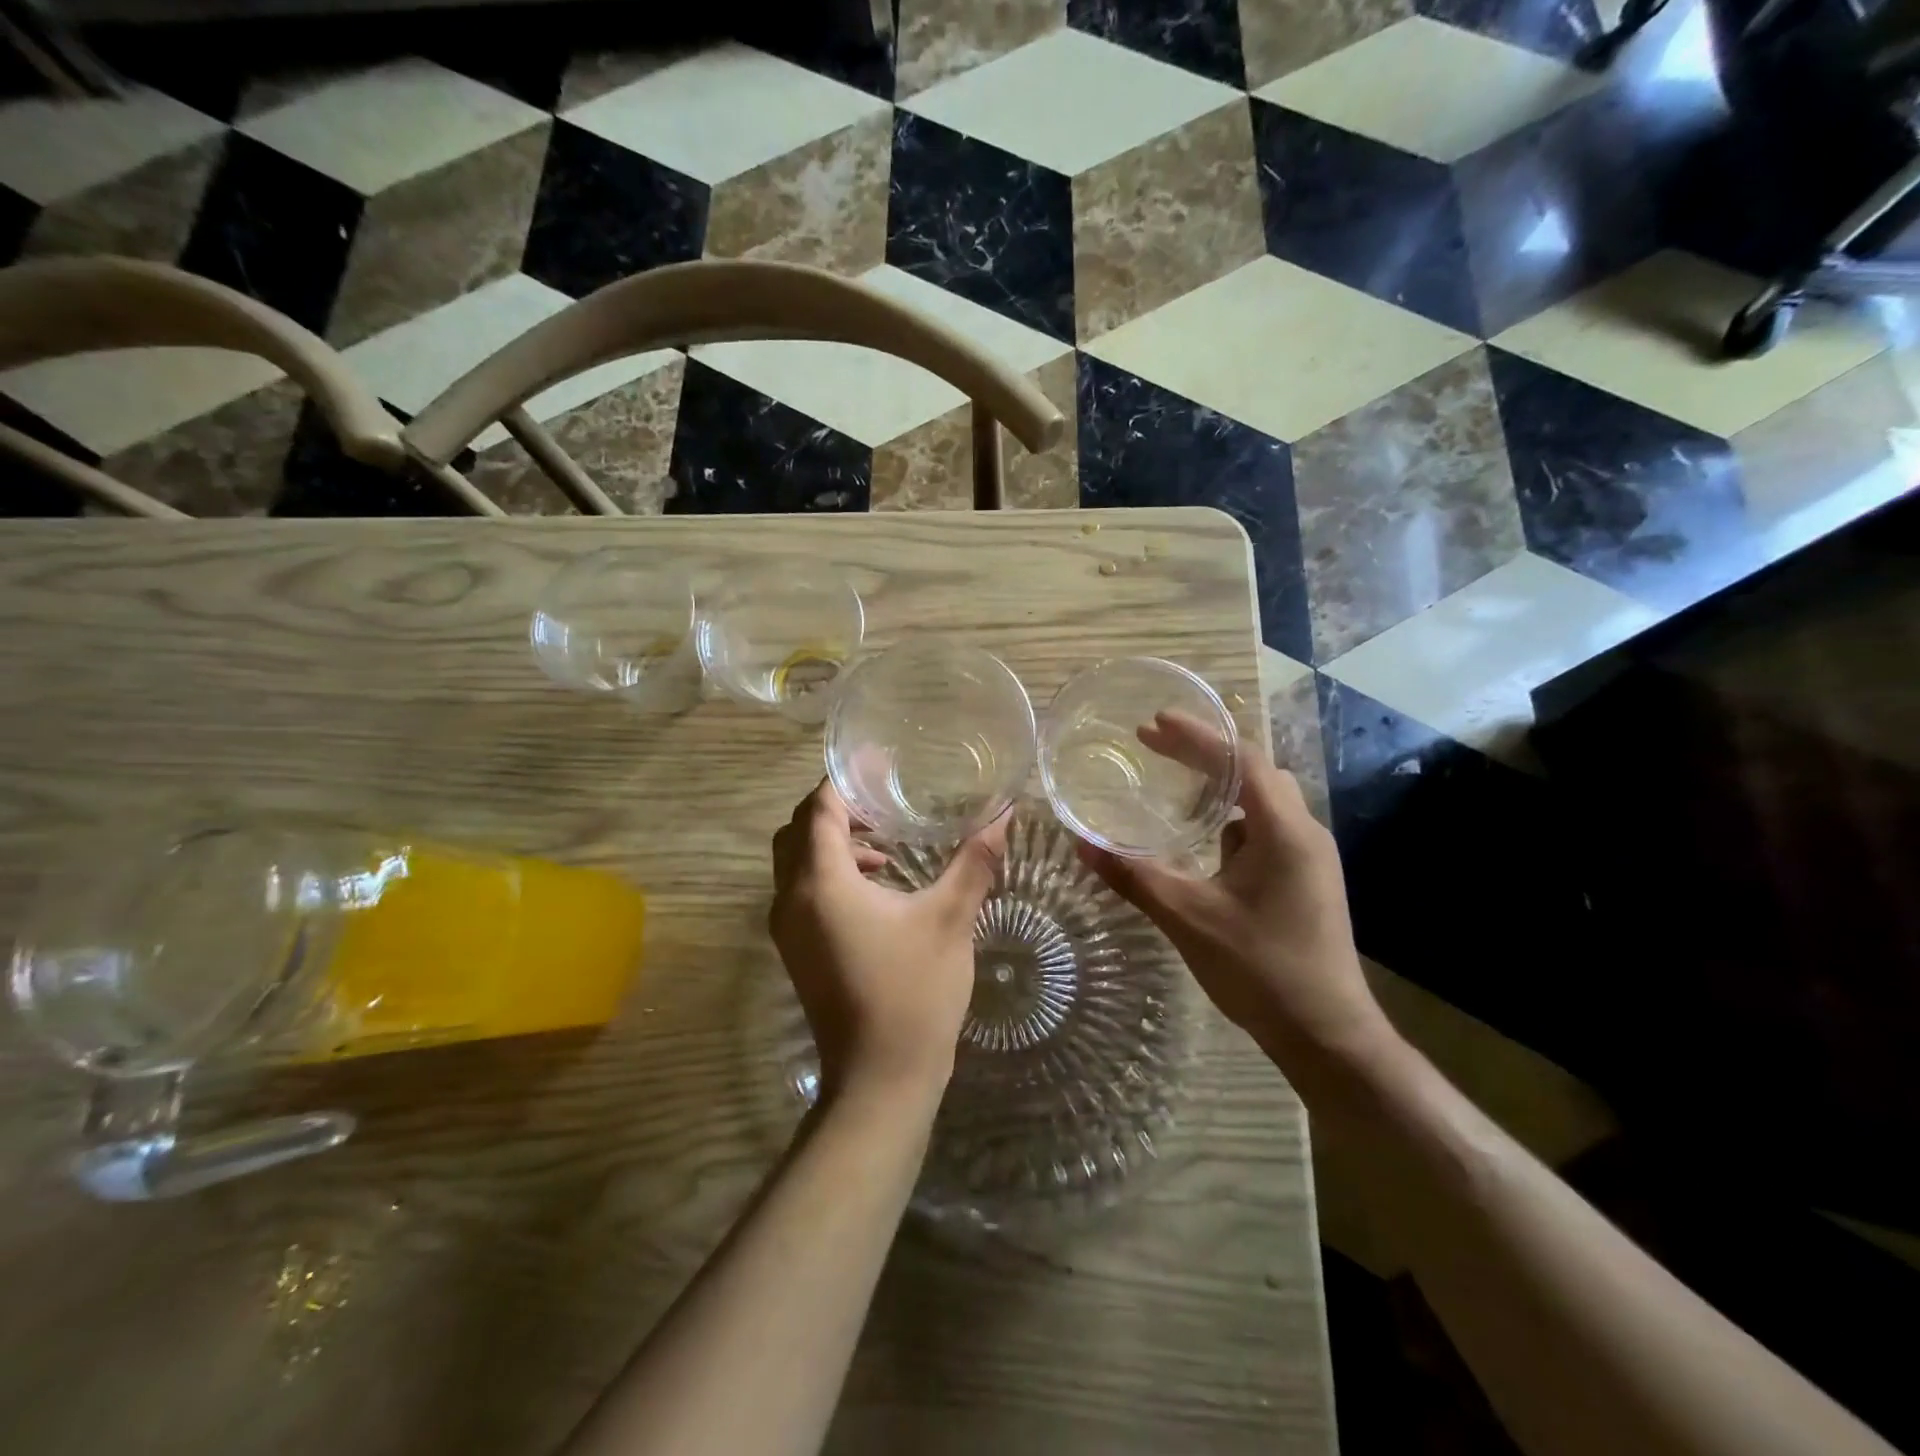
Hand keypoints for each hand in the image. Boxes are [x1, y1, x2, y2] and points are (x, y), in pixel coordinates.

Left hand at [769, 781, 1008, 1098]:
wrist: (880, 1079)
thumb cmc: (914, 992)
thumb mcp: (949, 919)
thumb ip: (974, 860)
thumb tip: (1004, 812)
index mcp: (821, 883)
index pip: (818, 809)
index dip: (844, 779)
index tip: (878, 764)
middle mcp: (791, 899)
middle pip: (798, 831)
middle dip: (835, 808)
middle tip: (881, 799)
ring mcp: (787, 928)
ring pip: (796, 862)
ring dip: (832, 842)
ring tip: (885, 844)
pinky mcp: (796, 950)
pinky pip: (801, 891)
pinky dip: (830, 873)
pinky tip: (878, 887)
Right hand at [1076, 713, 1389, 1069]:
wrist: (1327, 1035)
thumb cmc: (1261, 969)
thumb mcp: (1188, 918)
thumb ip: (1134, 876)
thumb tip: (1082, 844)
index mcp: (1284, 831)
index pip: (1241, 759)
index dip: (1197, 734)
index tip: (1154, 721)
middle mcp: (1305, 833)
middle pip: (1254, 770)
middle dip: (1204, 752)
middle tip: (1154, 743)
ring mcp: (1310, 858)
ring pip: (1263, 800)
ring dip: (1220, 783)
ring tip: (1175, 779)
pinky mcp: (1306, 880)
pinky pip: (1266, 829)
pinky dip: (1232, 817)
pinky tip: (1205, 837)